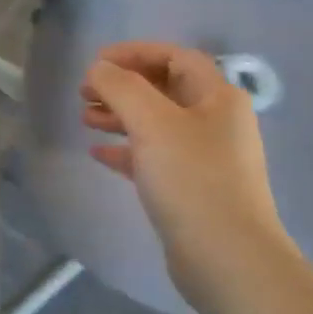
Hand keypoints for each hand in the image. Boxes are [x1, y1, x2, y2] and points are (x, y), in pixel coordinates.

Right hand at [81, 41, 288, 307]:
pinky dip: (126, 150)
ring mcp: (207, 158)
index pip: (175, 57)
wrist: (227, 260)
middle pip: (164, 89)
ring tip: (85, 119)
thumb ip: (122, 87)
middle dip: (123, 86)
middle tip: (85, 93)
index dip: (135, 53)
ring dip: (120, 116)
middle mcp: (217, 122)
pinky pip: (155, 157)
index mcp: (218, 97)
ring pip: (156, 124)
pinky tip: (98, 153)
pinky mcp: (192, 190)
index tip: (97, 63)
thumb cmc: (192, 179)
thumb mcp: (152, 123)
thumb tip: (99, 69)